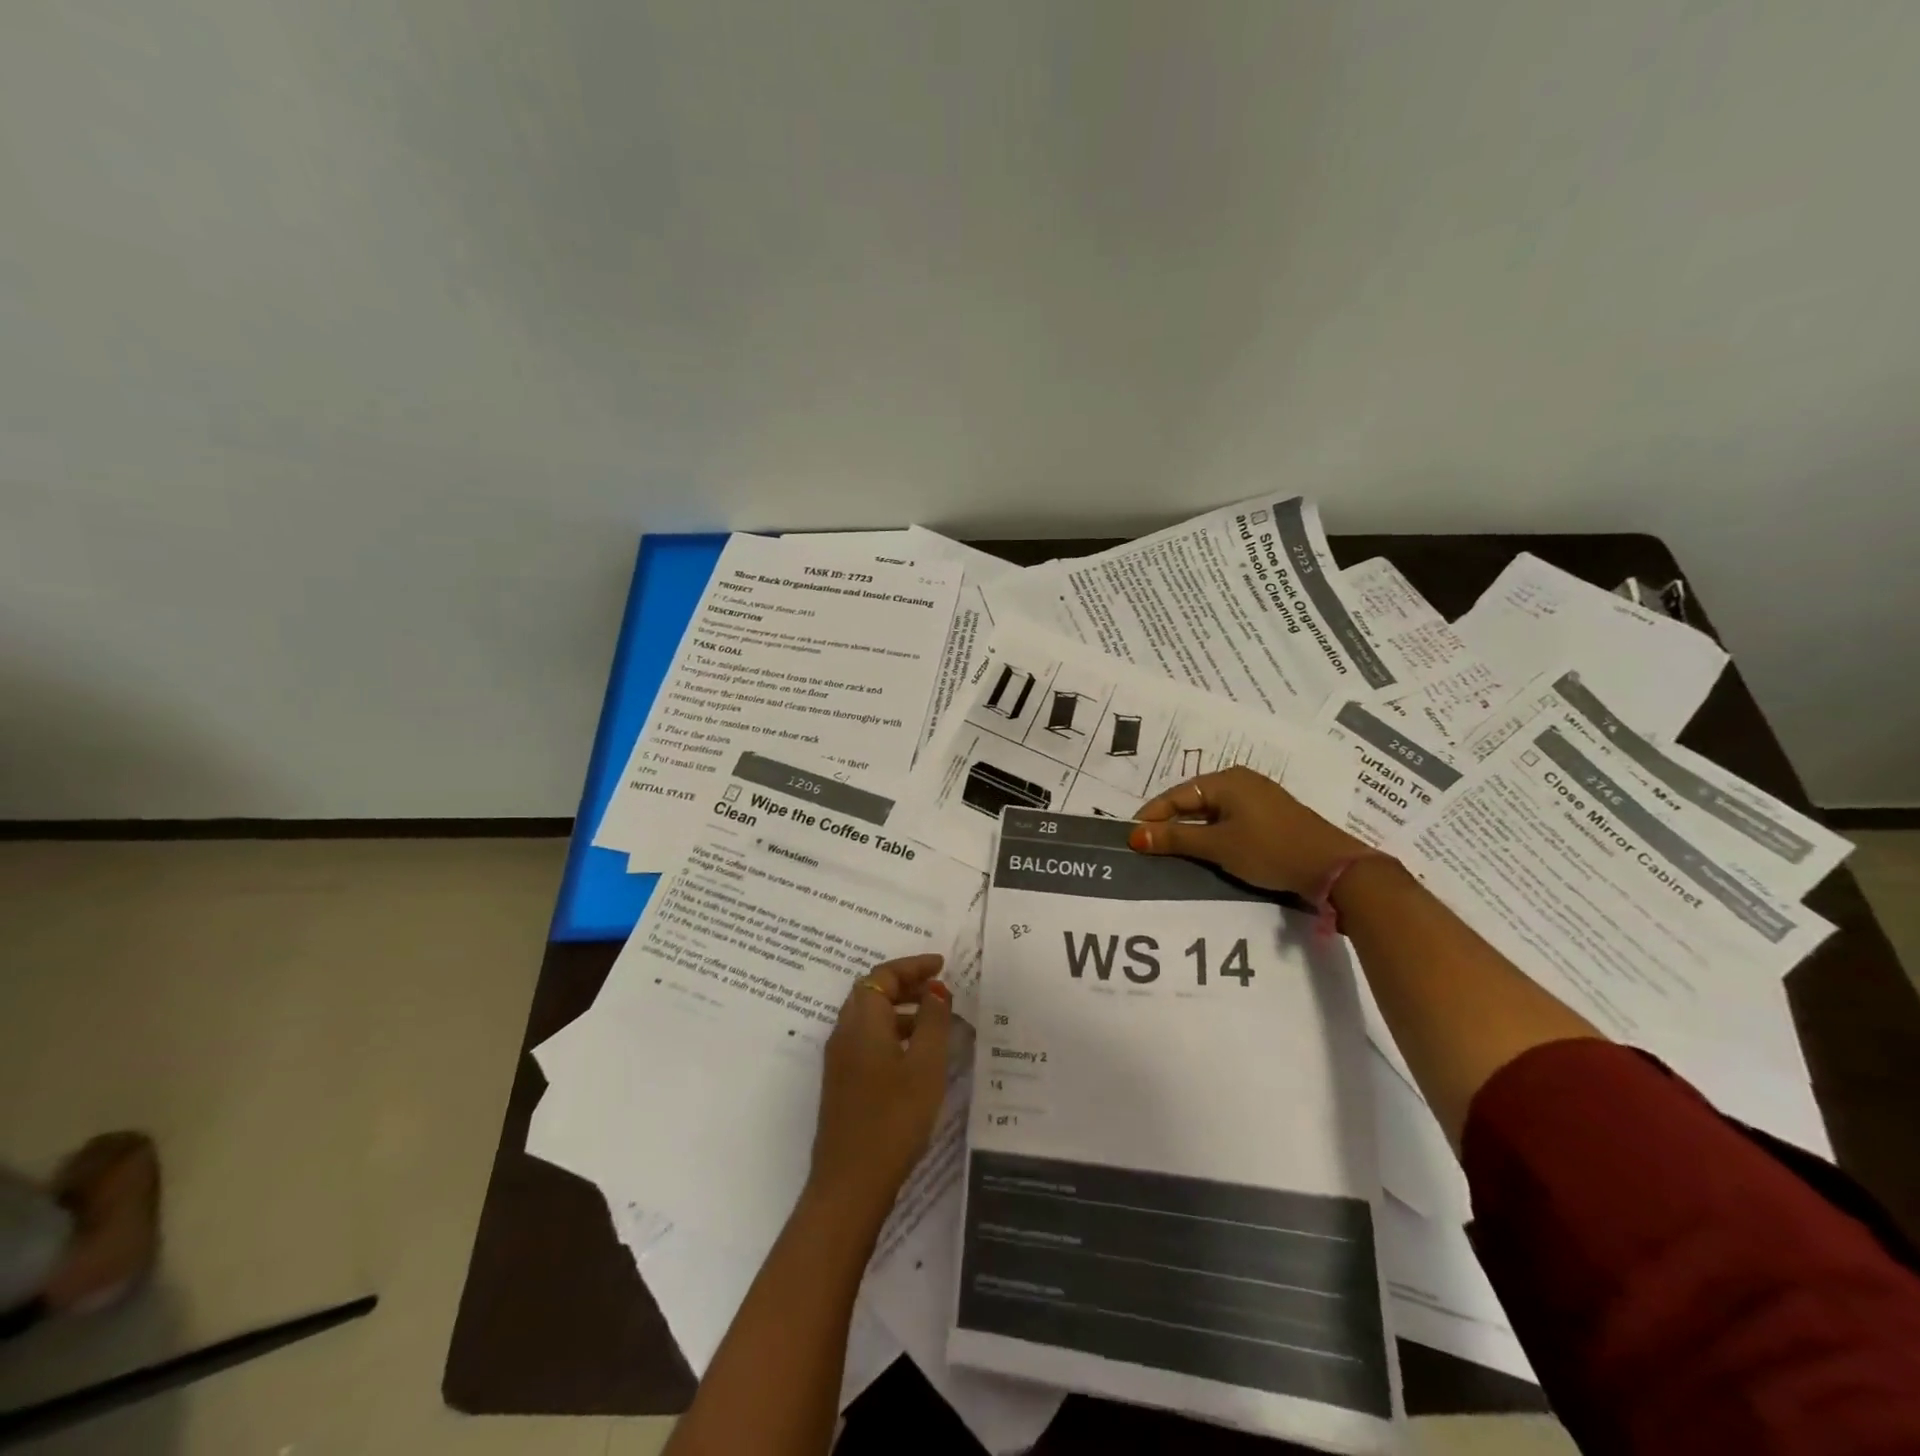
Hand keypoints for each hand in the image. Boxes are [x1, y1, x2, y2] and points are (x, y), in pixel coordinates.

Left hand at [807, 953, 952, 1228]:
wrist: (850, 1183)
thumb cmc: (894, 1118)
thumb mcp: (925, 1065)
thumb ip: (932, 1021)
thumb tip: (934, 989)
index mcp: (861, 1021)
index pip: (883, 975)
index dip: (913, 965)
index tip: (942, 965)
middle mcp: (844, 1033)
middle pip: (872, 992)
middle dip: (906, 984)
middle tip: (940, 989)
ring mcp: (840, 1060)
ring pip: (870, 1018)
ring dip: (901, 1010)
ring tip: (937, 1022)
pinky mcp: (842, 1083)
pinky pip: (867, 1040)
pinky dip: (892, 1033)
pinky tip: (917, 1056)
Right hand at [1129, 766, 1369, 895]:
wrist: (1334, 869)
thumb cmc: (1270, 850)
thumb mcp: (1218, 846)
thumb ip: (1175, 839)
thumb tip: (1135, 837)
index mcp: (1226, 780)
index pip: (1176, 796)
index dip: (1151, 817)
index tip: (1131, 838)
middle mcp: (1241, 781)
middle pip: (1193, 801)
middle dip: (1169, 823)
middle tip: (1147, 846)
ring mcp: (1258, 799)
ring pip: (1211, 813)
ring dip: (1190, 831)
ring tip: (1170, 851)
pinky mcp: (1270, 817)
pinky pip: (1228, 820)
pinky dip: (1211, 834)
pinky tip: (1204, 851)